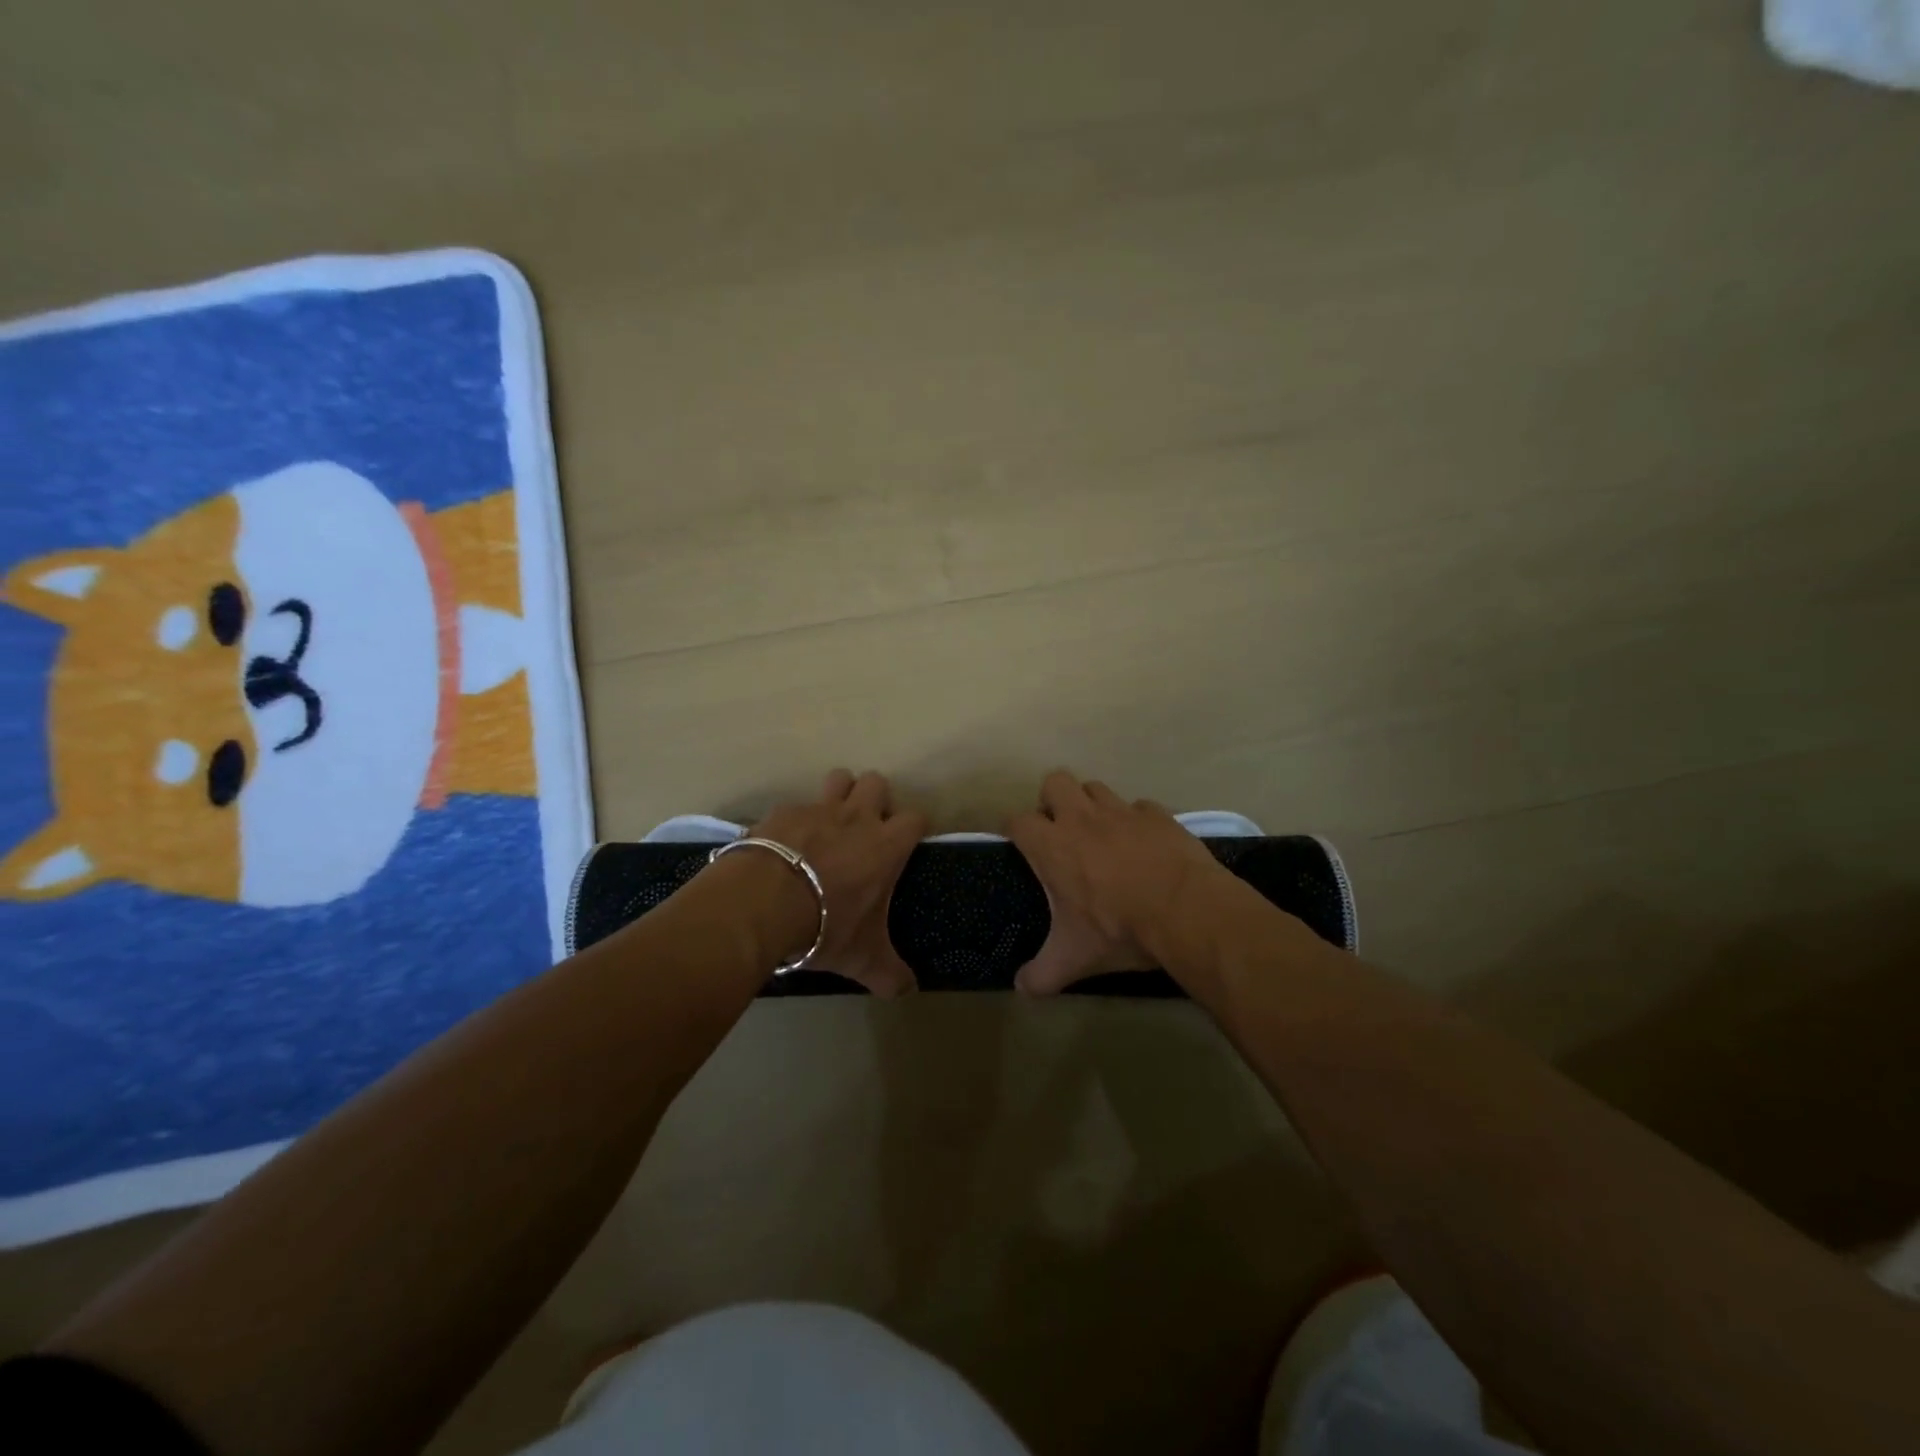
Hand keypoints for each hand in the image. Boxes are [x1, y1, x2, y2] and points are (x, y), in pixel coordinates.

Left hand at [745, 769, 927, 996]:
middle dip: (874, 799)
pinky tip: (784, 845)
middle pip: (876, 782)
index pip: (916, 818)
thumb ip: (890, 973)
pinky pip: (793, 805)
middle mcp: (856, 817)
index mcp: (886, 845)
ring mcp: (817, 810)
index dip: (914, 828)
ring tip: (829, 824)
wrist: (762, 904)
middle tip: (865, 830)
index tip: (907, 844)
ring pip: (838, 778)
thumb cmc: (825, 926)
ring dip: (838, 794)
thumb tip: (908, 990)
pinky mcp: (781, 812)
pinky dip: (793, 821)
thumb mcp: (862, 958)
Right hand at [1005, 769, 1227, 993]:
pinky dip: (1136, 821)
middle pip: (1054, 782)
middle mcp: (1082, 818)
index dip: (1015, 831)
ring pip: (1096, 788)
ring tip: (1101, 835)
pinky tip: (1144, 845)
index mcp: (1053, 846)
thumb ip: (1042, 974)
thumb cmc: (1119, 930)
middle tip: (1061, 833)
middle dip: (1053, 801)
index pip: (1017, 821)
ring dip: (1092, 806)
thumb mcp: (1075, 959)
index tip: (1020, 846)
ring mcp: (1122, 812)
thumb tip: (1021, 989)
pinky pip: (1139, 807)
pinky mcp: (1157, 815)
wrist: (1187, 910)